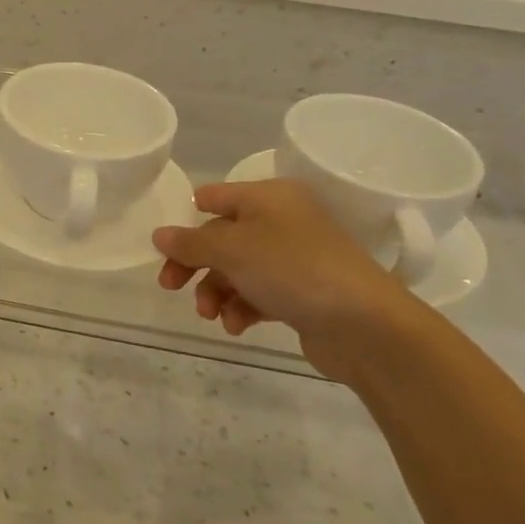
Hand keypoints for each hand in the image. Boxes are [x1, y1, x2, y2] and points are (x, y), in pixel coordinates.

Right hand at [152, 178, 413, 347]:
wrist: (365, 324)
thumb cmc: (292, 269)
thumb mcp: (231, 249)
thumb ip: (190, 242)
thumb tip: (159, 235)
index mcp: (268, 197)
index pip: (214, 197)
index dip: (186, 218)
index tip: (166, 248)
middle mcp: (282, 220)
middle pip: (221, 237)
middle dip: (195, 264)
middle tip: (170, 286)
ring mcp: (294, 258)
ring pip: (237, 269)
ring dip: (216, 291)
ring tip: (212, 315)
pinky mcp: (302, 292)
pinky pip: (258, 293)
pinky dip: (241, 307)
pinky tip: (236, 326)